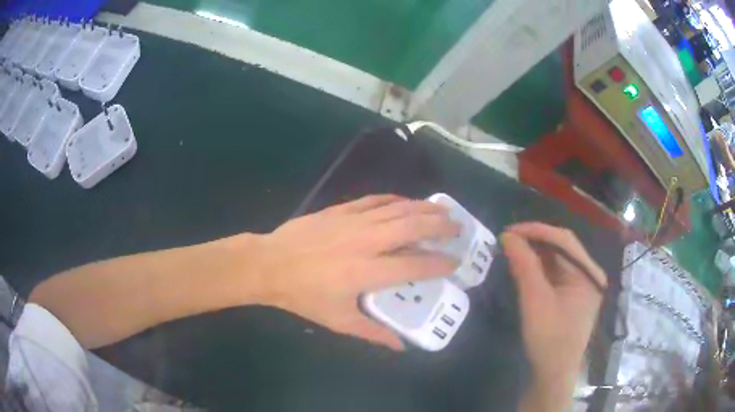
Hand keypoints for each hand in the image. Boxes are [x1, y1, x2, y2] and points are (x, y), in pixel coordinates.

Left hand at [252, 195, 459, 349]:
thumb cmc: (303, 296)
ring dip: (424, 208)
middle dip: (440, 226)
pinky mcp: (341, 210)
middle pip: (413, 227)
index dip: (439, 264)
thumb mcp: (339, 320)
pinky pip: (375, 200)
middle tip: (457, 228)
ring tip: (443, 209)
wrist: (269, 264)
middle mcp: (366, 242)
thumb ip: (373, 333)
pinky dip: (395, 200)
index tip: (454, 263)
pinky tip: (406, 202)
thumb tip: (400, 346)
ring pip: (398, 209)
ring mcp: (353, 221)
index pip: (414, 264)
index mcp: (367, 272)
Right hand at [502, 223, 606, 410]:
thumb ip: (524, 266)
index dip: (536, 231)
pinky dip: (539, 267)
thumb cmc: (549, 339)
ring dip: (536, 253)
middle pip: (563, 247)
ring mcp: (583, 284)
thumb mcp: (535, 301)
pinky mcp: (573, 294)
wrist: (553, 373)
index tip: (508, 231)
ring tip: (512, 251)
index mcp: (589, 274)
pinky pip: (556, 272)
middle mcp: (590, 274)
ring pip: (558, 258)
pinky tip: (524, 267)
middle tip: (508, 240)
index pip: (564, 240)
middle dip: (535, 240)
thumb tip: (508, 236)